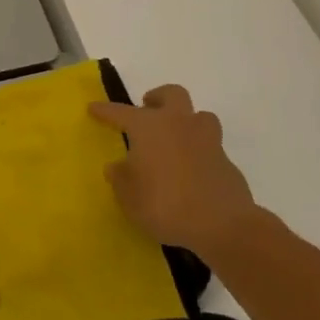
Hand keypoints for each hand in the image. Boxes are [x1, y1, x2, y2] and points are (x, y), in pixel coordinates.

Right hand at [89, 84, 263, 258]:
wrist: (222, 225)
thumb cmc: (165, 205)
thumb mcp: (130, 197)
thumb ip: (121, 178)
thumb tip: (117, 166)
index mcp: (149, 127)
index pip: (120, 112)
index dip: (105, 110)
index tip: (93, 108)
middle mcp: (178, 124)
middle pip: (171, 94)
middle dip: (158, 97)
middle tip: (148, 109)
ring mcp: (207, 140)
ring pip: (199, 116)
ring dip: (186, 121)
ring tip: (176, 139)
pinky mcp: (227, 161)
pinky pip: (210, 146)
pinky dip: (200, 152)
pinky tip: (192, 171)